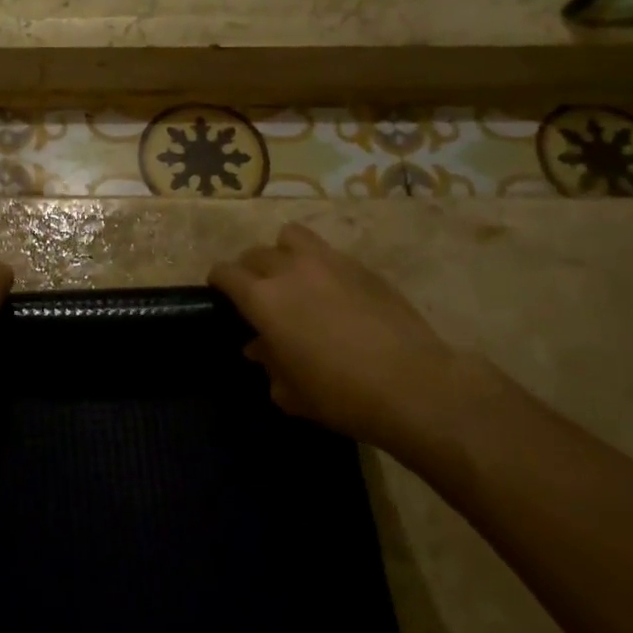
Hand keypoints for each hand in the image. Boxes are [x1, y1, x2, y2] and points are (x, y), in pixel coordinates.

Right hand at [210, 222, 482, 446]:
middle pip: (255, 253)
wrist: (413, 385)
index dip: (218, 281)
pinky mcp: (362, 266)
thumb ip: (269, 363)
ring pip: (290, 236)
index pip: (226, 272)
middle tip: (257, 293)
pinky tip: (332, 292)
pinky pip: (328, 253)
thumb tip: (259, 347)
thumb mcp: (292, 392)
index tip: (219, 292)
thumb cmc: (341, 395)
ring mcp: (328, 262)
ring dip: (283, 252)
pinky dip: (319, 265)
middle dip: (249, 270)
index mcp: (263, 299)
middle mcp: (289, 270)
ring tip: (292, 276)